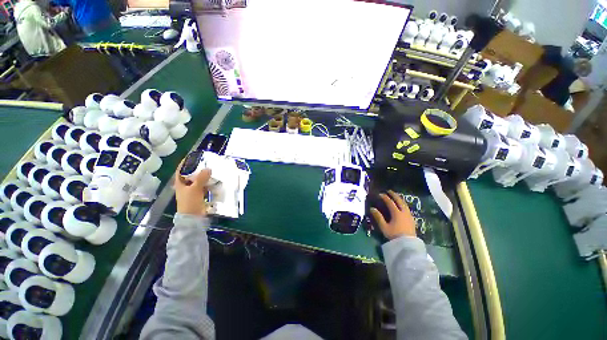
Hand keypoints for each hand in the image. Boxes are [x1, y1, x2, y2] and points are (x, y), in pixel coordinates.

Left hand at [174, 164, 210, 215]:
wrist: (193, 218)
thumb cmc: (190, 202)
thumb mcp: (195, 189)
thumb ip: (201, 178)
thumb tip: (208, 168)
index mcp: (180, 183)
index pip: (180, 170)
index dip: (185, 163)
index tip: (192, 156)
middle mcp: (186, 186)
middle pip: (191, 175)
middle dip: (198, 169)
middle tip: (207, 163)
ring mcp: (193, 191)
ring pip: (199, 181)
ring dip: (205, 176)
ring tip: (213, 170)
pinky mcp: (200, 195)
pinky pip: (205, 186)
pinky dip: (209, 183)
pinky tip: (215, 181)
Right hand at [370, 190, 415, 239]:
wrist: (408, 245)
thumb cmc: (394, 235)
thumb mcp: (384, 227)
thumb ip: (378, 217)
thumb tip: (372, 208)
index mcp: (396, 213)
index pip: (390, 202)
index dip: (385, 197)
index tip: (380, 194)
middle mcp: (404, 212)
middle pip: (399, 201)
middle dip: (394, 195)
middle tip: (389, 191)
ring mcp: (409, 215)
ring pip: (404, 204)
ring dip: (399, 199)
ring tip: (395, 196)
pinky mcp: (411, 219)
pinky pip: (407, 208)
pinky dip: (403, 203)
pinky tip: (401, 205)